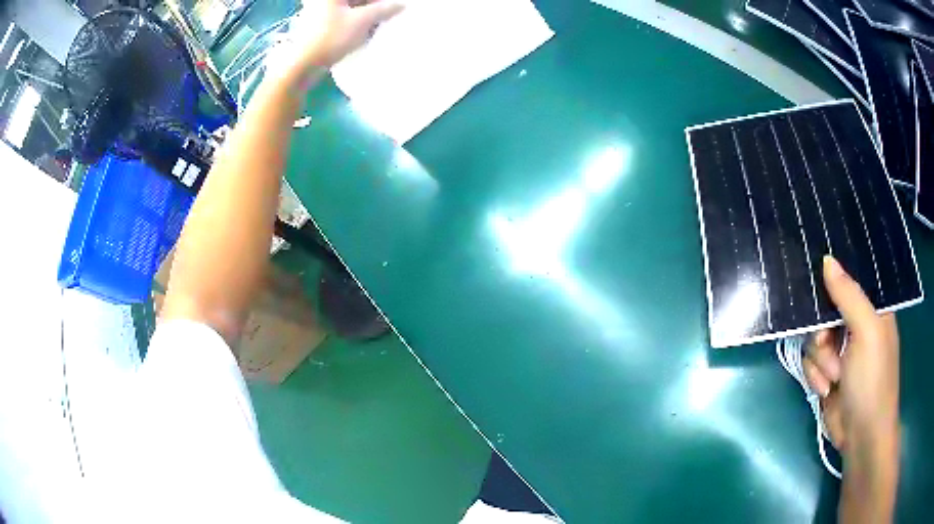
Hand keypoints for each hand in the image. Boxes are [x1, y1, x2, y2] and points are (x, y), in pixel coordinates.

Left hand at [274, 0, 403, 78]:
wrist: (303, 64)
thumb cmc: (332, 37)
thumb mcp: (362, 21)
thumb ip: (384, 9)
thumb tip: (400, 4)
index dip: (381, 2)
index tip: (393, 8)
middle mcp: (326, 2)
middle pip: (357, 1)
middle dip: (374, 8)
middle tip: (388, 17)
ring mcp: (321, 14)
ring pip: (352, 10)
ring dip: (367, 16)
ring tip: (378, 27)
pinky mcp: (320, 27)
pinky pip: (344, 20)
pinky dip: (356, 24)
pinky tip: (365, 33)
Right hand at [804, 255, 899, 462]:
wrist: (861, 435)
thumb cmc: (872, 379)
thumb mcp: (866, 332)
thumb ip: (848, 296)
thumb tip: (826, 260)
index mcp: (871, 309)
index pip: (848, 281)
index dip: (832, 281)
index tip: (816, 287)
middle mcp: (856, 326)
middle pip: (825, 310)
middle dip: (822, 331)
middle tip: (827, 344)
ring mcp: (841, 352)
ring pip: (813, 339)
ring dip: (819, 360)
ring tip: (834, 378)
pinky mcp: (827, 375)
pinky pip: (810, 363)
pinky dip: (815, 376)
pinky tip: (826, 388)